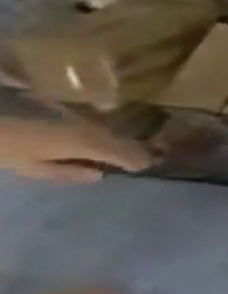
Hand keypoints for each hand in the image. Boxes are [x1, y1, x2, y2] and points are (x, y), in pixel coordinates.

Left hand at [0, 117, 150, 183]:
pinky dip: (111, 139)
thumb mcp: (34, 168)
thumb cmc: (10, 152)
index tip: (146, 168)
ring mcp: (82, 122)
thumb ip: (68, 173)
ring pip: (114, 134)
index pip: (120, 152)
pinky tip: (111, 146)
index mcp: (84, 144)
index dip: (136, 160)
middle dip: (136, 151)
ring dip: (125, 144)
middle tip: (148, 162)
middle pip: (121, 141)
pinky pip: (102, 130)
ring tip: (133, 155)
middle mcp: (90, 130)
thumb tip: (100, 174)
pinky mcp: (74, 119)